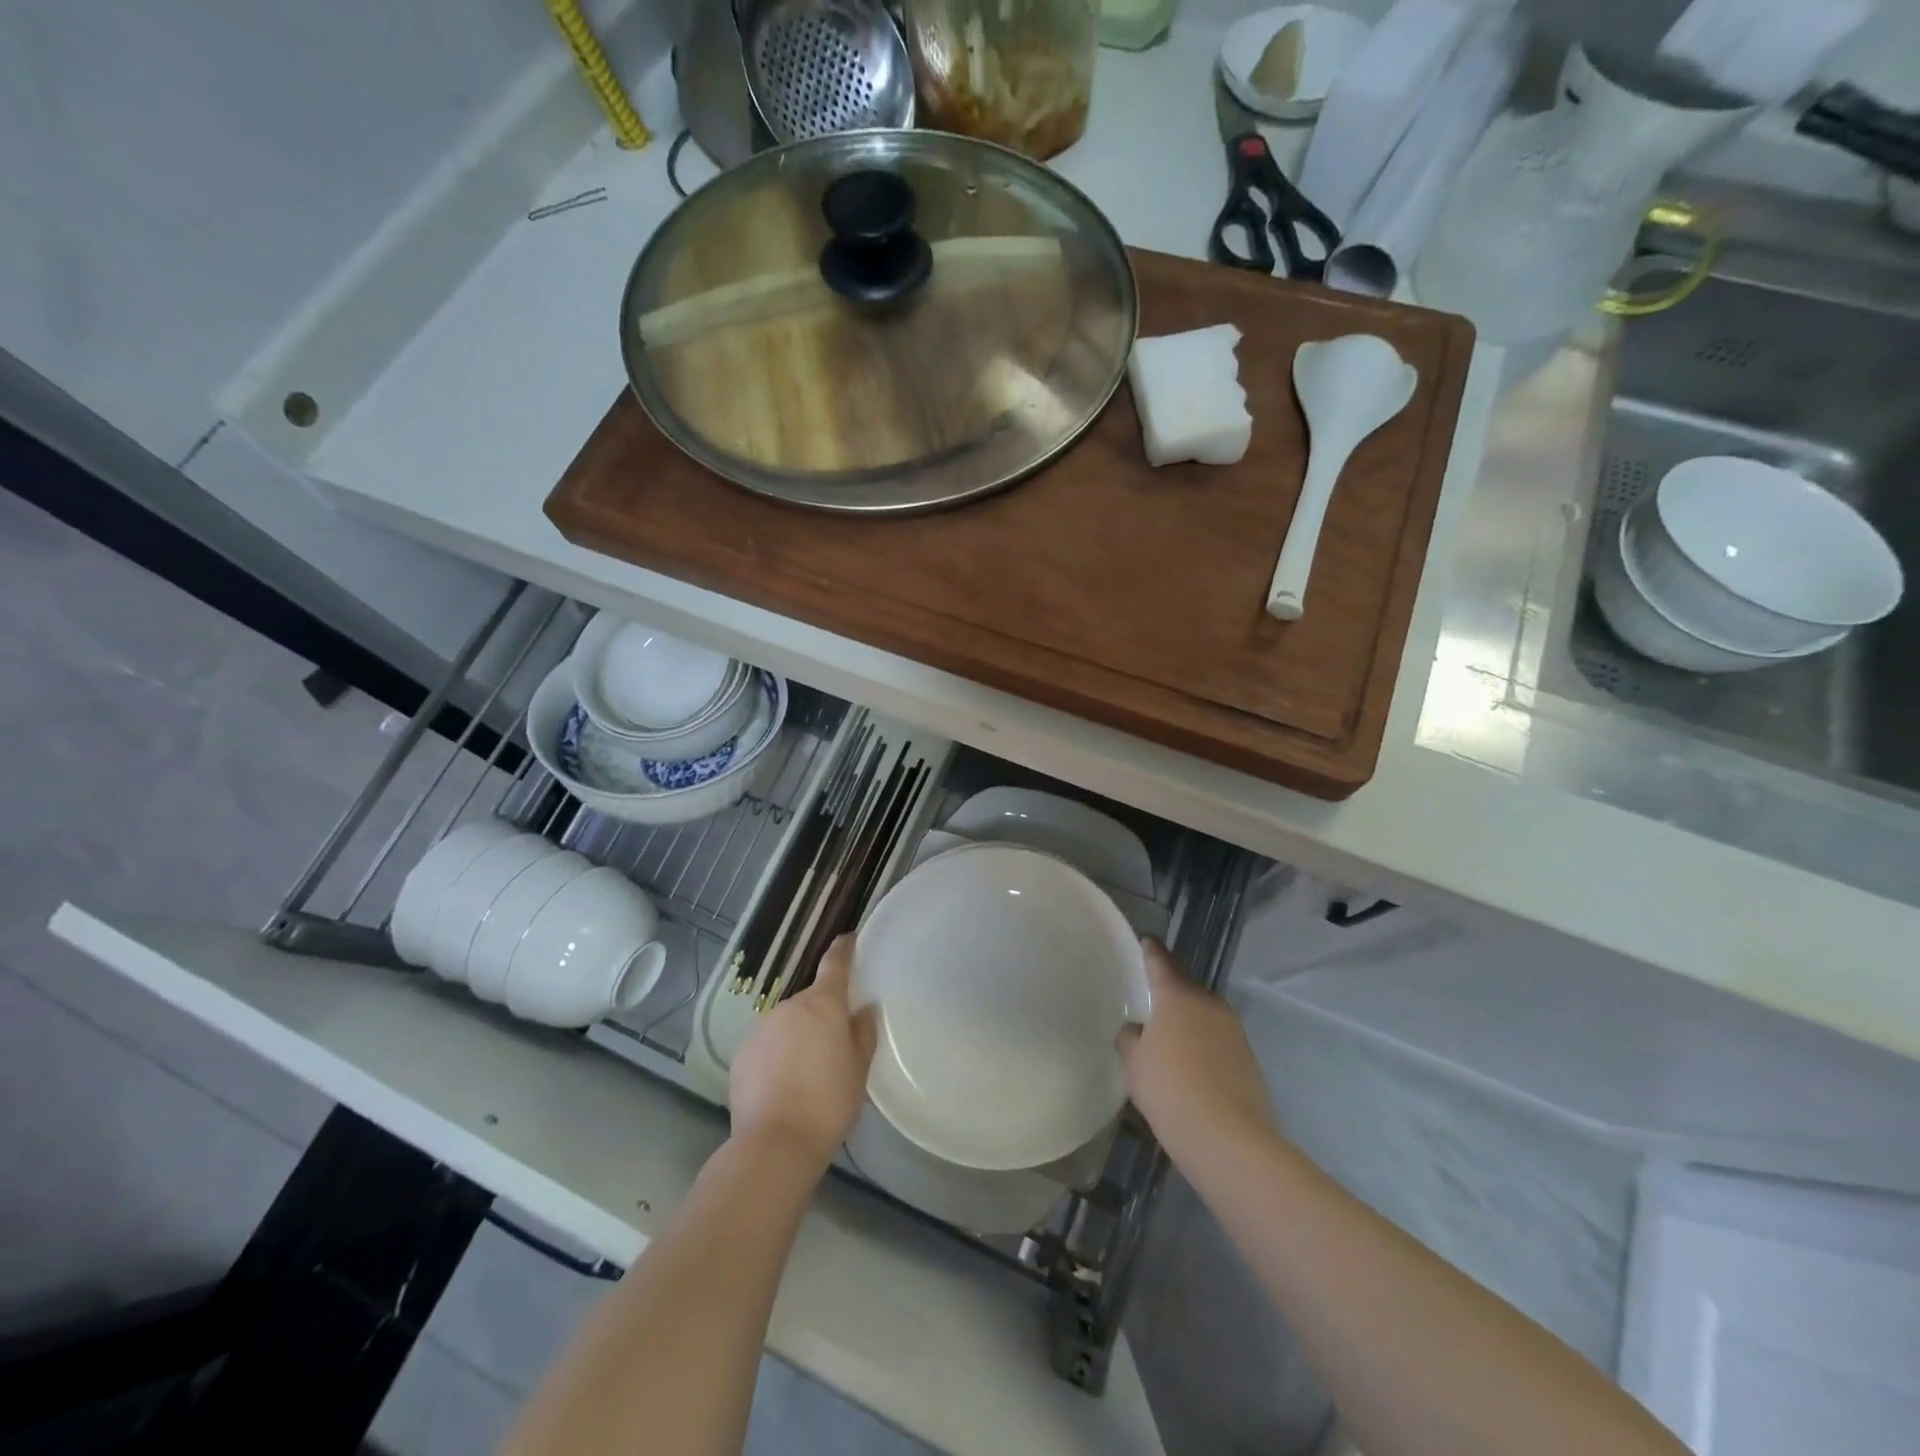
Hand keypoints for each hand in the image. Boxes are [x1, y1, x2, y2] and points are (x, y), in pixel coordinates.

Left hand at [729, 936, 875, 1168]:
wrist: (775, 1144)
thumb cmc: (828, 1103)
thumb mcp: (858, 1070)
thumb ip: (863, 1034)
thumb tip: (864, 1009)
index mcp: (823, 1005)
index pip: (835, 964)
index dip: (843, 949)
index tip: (849, 939)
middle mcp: (789, 1007)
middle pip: (811, 1001)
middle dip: (822, 1015)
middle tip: (835, 1044)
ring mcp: (761, 1029)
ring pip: (787, 1024)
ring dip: (798, 1037)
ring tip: (808, 1072)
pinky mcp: (741, 1055)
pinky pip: (767, 1046)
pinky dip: (776, 1056)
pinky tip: (783, 1086)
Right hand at [1119, 940, 1275, 1158]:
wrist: (1229, 1138)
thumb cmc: (1170, 1089)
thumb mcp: (1133, 1062)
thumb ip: (1130, 1037)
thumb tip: (1138, 1029)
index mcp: (1177, 994)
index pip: (1160, 960)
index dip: (1150, 950)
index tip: (1145, 942)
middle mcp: (1208, 1003)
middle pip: (1185, 987)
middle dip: (1169, 990)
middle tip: (1149, 1000)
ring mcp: (1233, 1030)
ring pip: (1203, 1014)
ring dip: (1188, 1020)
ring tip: (1168, 1038)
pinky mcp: (1248, 1058)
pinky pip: (1217, 1041)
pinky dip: (1203, 1046)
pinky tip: (1190, 1067)